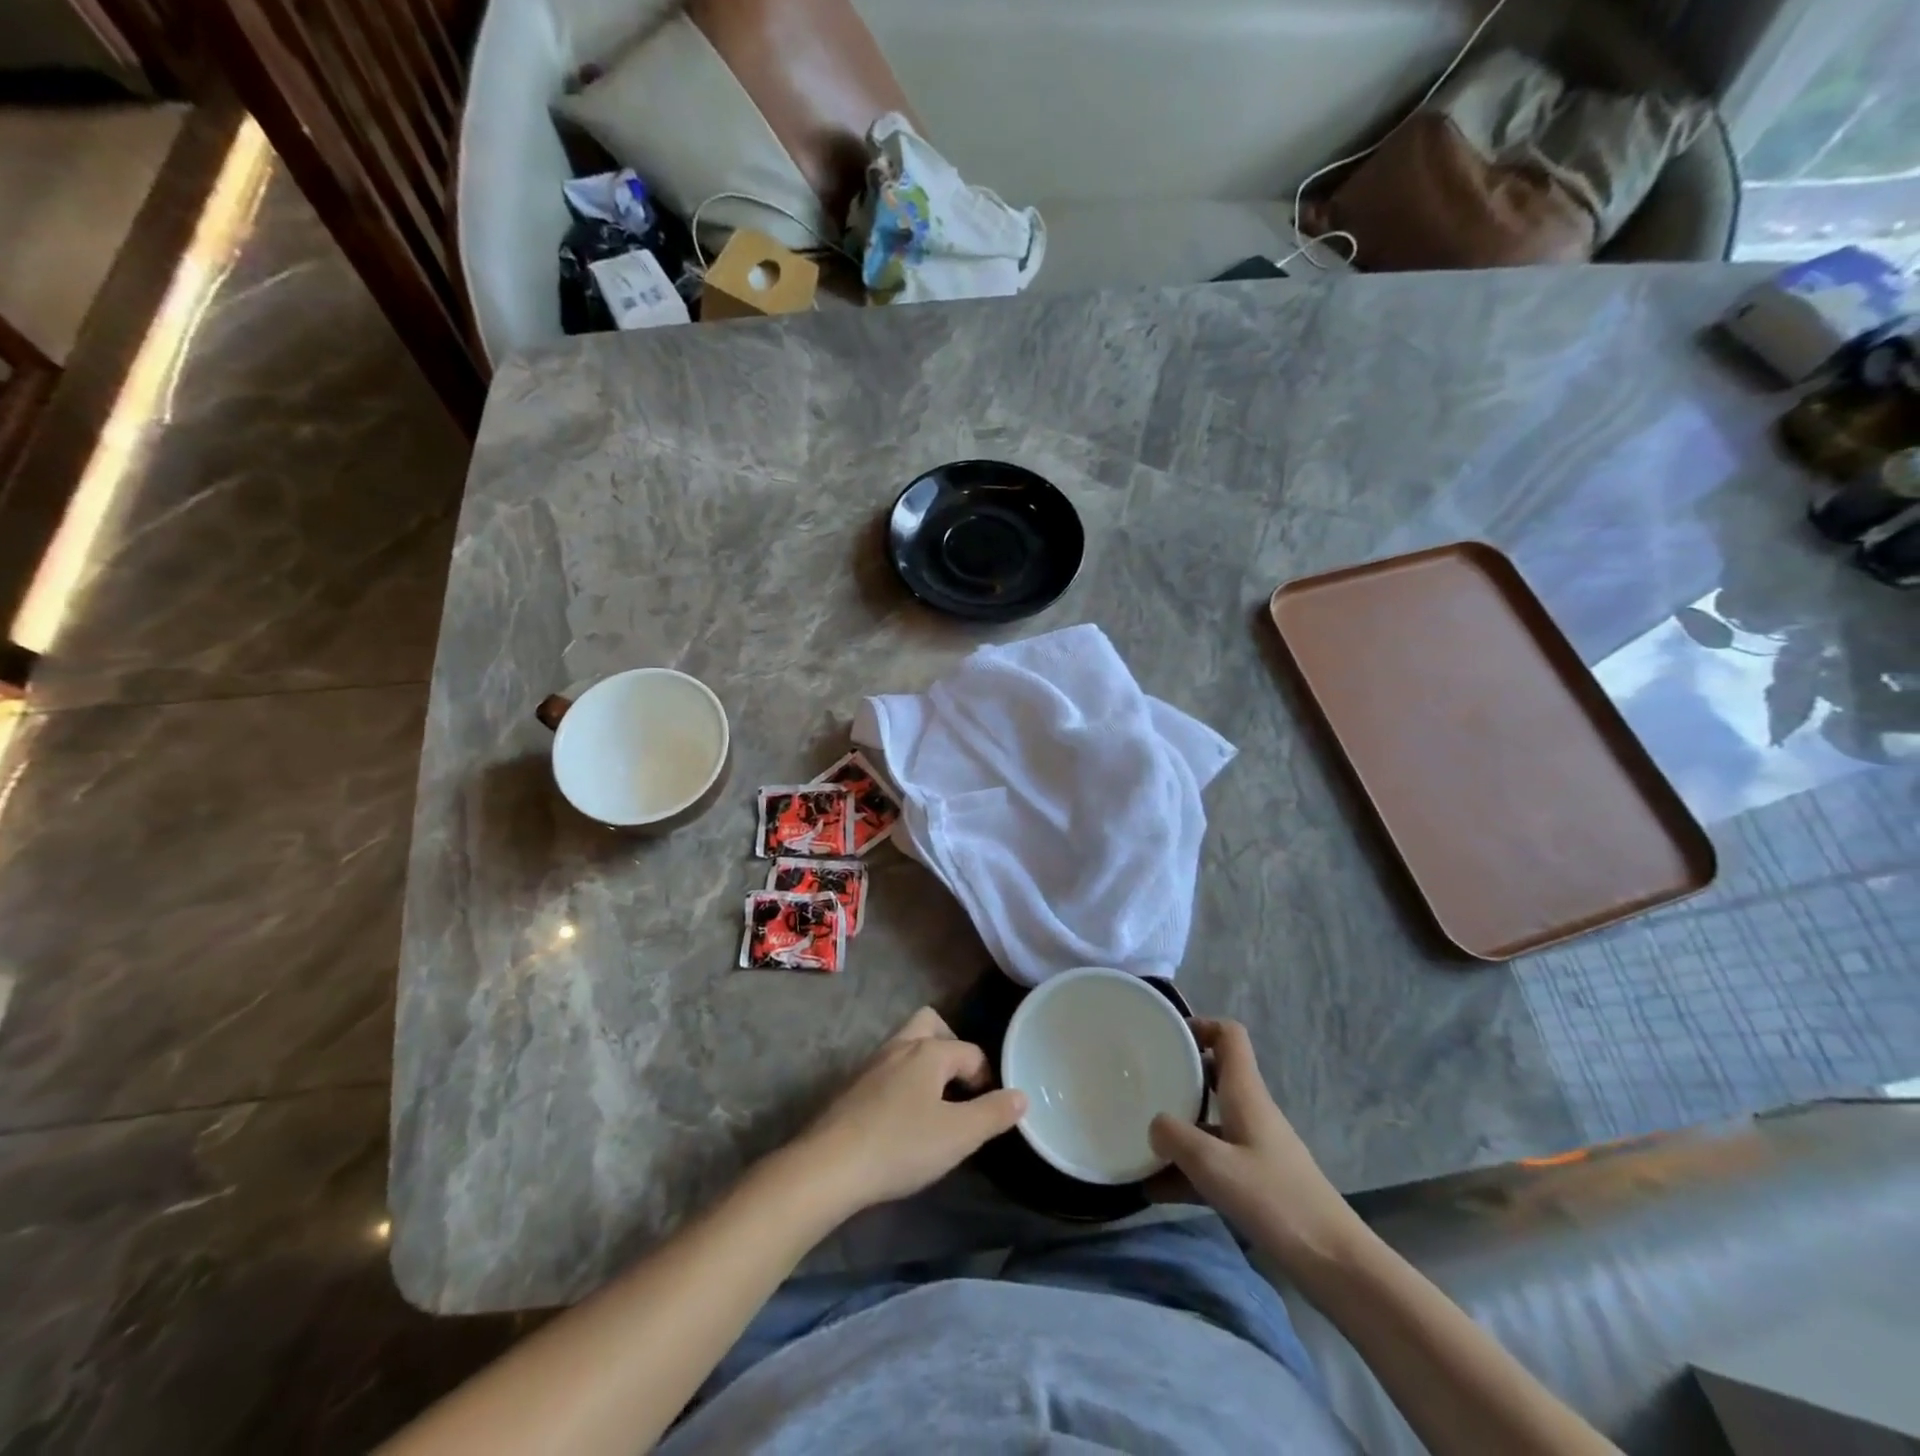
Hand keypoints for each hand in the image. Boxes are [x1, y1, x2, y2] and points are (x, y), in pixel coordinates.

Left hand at [794, 1008, 1026, 1214]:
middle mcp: (900, 1046)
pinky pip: (887, 1069)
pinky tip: (903, 1118)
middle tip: (960, 1085)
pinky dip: (902, 1082)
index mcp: (929, 1051)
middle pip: (931, 1025)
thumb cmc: (901, 1145)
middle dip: (951, 1047)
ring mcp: (871, 1064)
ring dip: (925, 1065)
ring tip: (935, 1104)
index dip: (986, 1078)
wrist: (829, 1166)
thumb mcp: (958, 1136)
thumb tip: (1021, 1095)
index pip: (970, 1052)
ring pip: (906, 1045)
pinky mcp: (852, 1086)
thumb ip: (993, 1114)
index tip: (989, 1110)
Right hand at [1149, 1019, 1361, 1266]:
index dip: (1199, 1025)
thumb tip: (1154, 1125)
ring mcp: (1254, 1147)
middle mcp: (1250, 1111)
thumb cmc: (1275, 1201)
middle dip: (1177, 1076)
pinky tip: (1154, 1189)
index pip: (1228, 1035)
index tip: (1165, 1036)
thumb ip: (1175, 1138)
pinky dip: (1186, 1169)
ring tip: (1137, 1140)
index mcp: (1246, 1093)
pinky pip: (1213, 1162)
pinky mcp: (1256, 1182)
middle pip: (1213, 1075)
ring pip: (1209, 1122)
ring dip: (1177, 1129)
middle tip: (1141, 1083)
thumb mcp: (1214, 1166)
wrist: (1336, 1264)